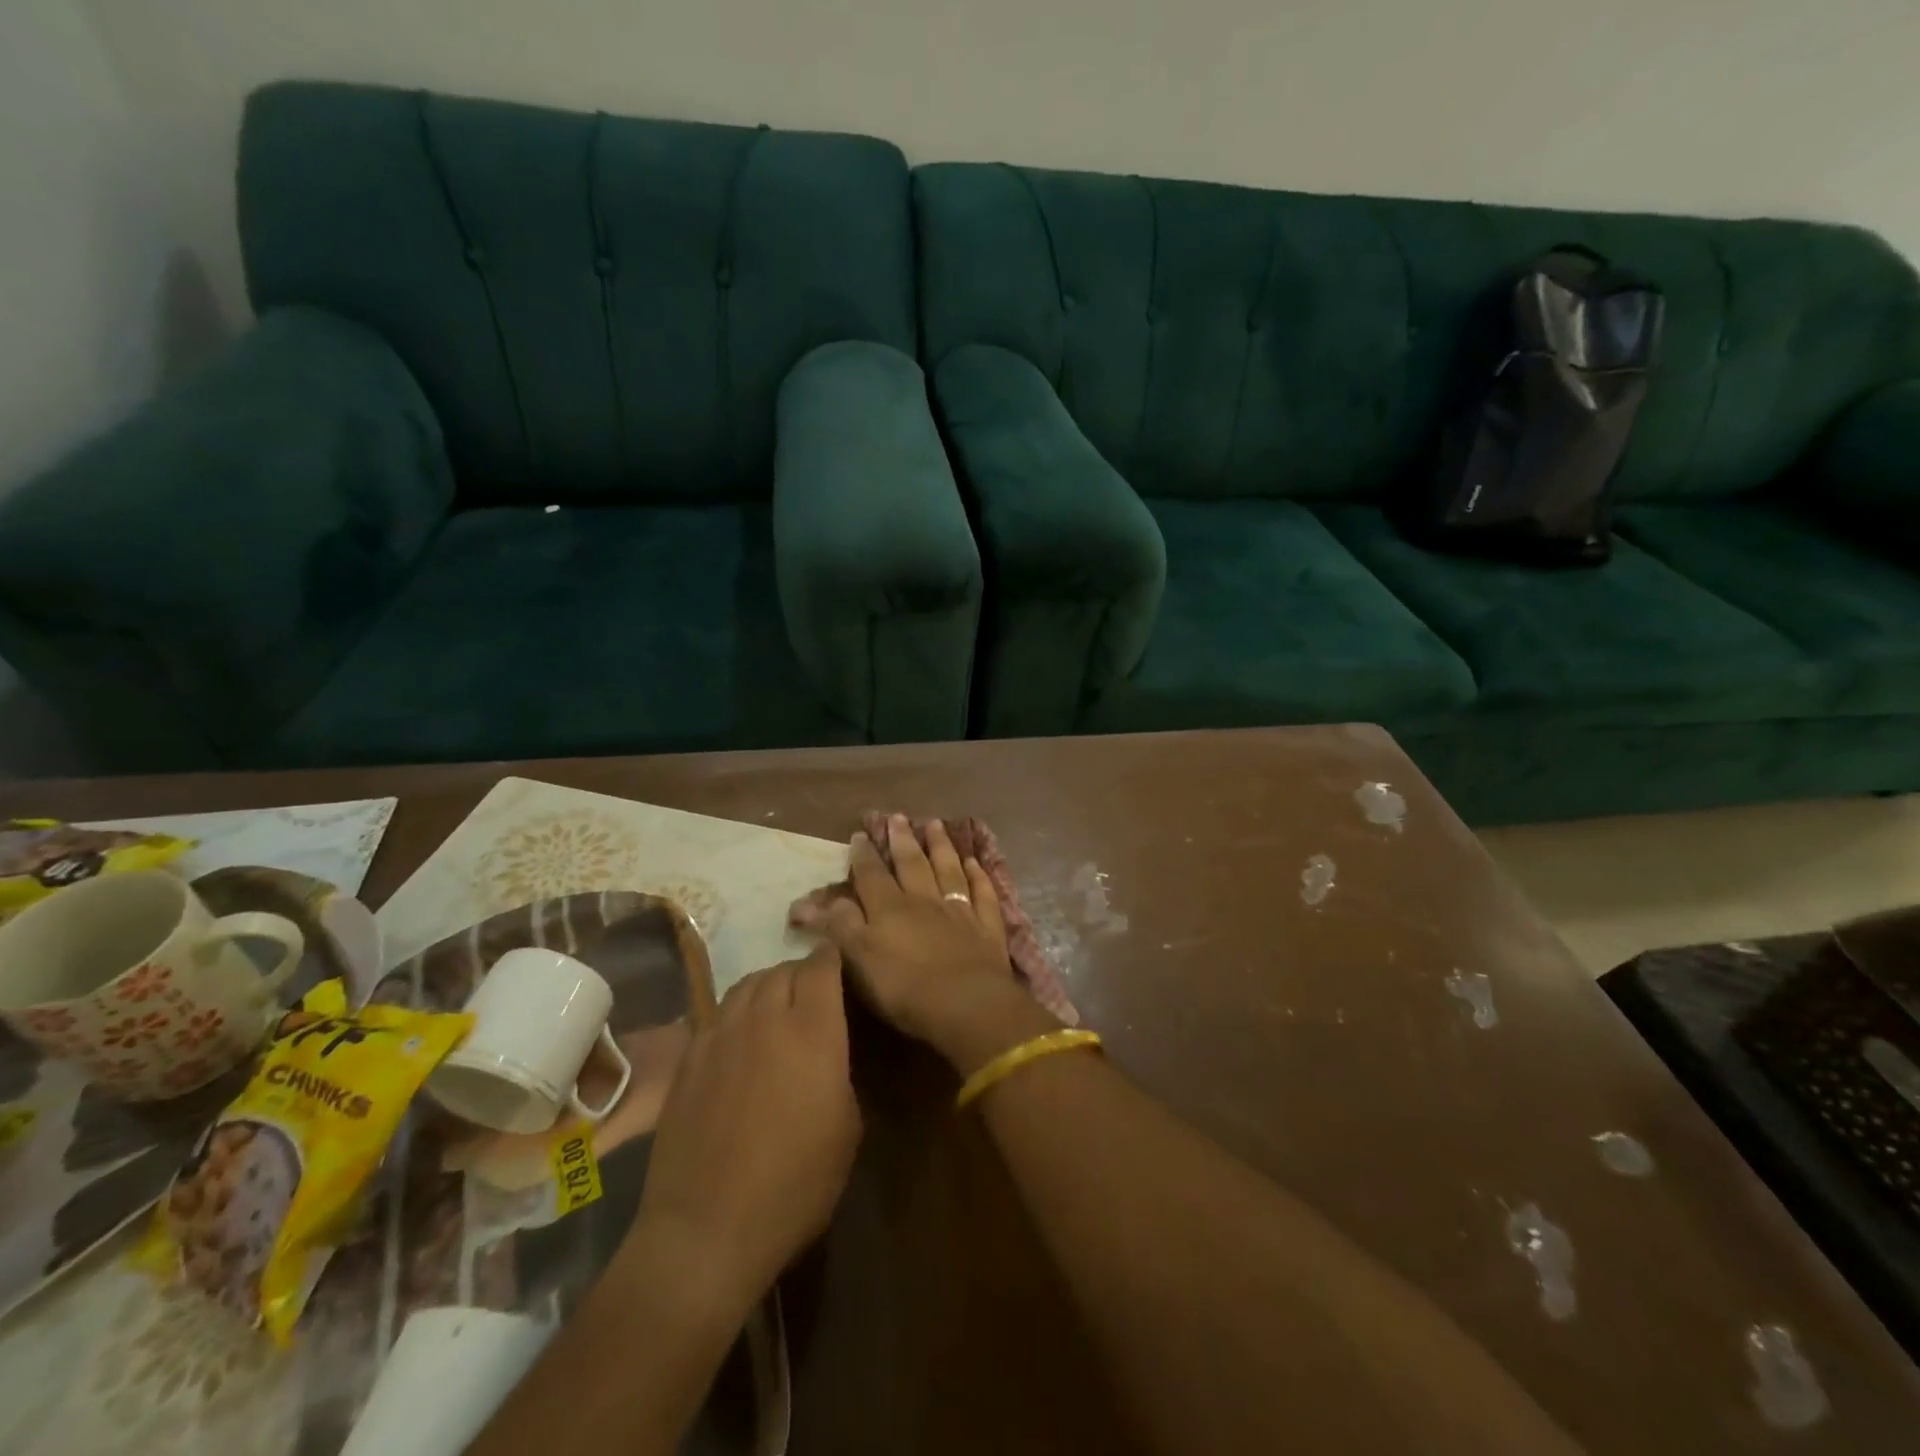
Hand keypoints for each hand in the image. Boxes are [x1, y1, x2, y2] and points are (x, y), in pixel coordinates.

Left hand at [625, 943, 860, 1317]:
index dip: (832, 957)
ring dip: (767, 986)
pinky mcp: (690, 1057)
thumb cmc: (794, 1184)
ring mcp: (721, 1034)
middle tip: (812, 994)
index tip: (839, 963)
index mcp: (812, 1030)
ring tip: (775, 1007)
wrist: (706, 1229)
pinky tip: (739, 1036)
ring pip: (747, 984)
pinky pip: (718, 1012)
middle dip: (802, 972)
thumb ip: (840, 1071)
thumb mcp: (847, 1129)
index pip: (822, 966)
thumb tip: (828, 1053)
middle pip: (783, 969)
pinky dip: (736, 1011)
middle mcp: (765, 1018)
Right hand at [805, 814, 1056, 1071]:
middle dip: (902, 840)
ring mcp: (959, 911)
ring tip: (935, 824)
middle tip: (898, 816)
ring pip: (948, 870)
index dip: (864, 856)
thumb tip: (805, 902)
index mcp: (889, 908)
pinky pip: (982, 894)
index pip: (872, 875)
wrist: (967, 1004)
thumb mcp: (858, 959)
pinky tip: (974, 863)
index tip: (860, 835)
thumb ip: (836, 926)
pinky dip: (978, 876)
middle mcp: (924, 901)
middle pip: (912, 864)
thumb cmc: (904, 988)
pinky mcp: (987, 927)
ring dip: (941, 847)